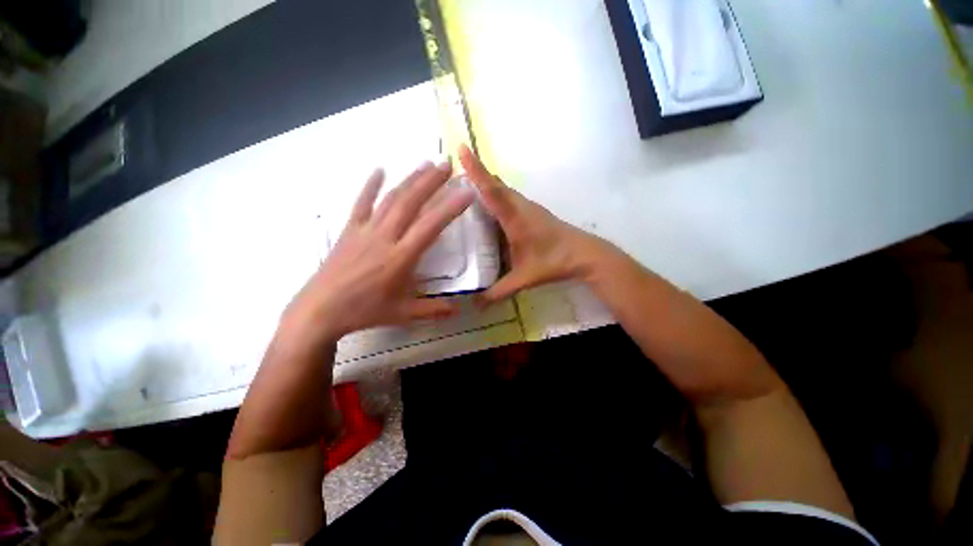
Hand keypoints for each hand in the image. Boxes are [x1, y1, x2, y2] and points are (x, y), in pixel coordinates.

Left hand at [280, 161, 473, 346]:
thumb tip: (457, 310)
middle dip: (430, 181)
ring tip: (425, 164)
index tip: (466, 192)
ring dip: (409, 179)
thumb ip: (432, 310)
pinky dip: (370, 185)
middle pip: (410, 203)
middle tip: (447, 165)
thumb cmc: (364, 312)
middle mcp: (385, 237)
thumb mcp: (402, 314)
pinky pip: (360, 203)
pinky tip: (378, 170)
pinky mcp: (349, 230)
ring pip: (390, 198)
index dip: (450, 208)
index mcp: (401, 258)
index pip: (431, 226)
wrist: (319, 311)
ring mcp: (365, 230)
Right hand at [459, 145, 612, 304]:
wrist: (583, 254)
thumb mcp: (523, 279)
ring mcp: (528, 207)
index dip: (476, 170)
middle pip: (496, 183)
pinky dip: (496, 194)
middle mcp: (520, 207)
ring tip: (464, 186)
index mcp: (515, 218)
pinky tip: (488, 206)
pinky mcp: (532, 212)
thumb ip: (498, 292)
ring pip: (503, 189)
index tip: (461, 149)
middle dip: (476, 173)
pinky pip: (509, 197)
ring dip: (486, 183)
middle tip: (452, 172)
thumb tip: (475, 305)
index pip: (492, 190)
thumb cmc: (553, 262)